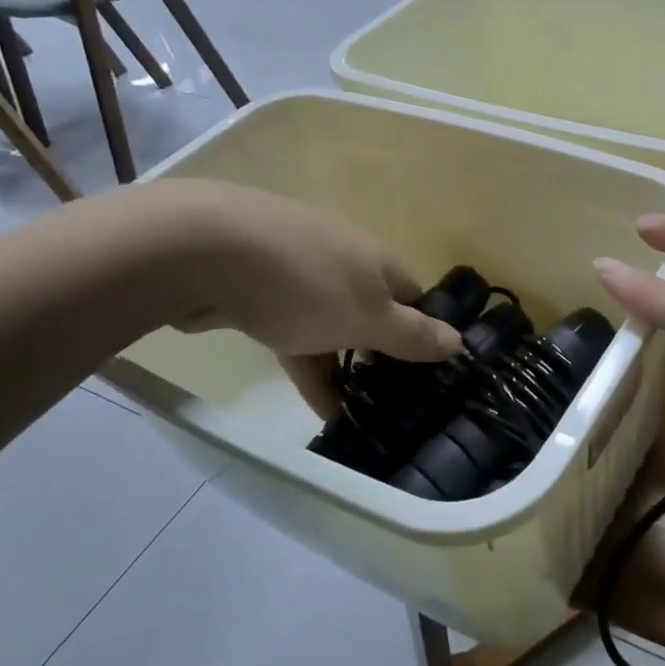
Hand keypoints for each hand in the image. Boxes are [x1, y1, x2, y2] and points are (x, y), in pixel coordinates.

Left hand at [143, 181, 461, 415]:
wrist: (205, 251)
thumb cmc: (304, 285)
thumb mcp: (368, 317)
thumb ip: (412, 334)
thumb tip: (459, 341)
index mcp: (377, 261)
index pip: (415, 298)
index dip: (425, 334)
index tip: (430, 378)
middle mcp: (344, 260)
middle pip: (373, 312)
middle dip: (382, 355)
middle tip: (393, 404)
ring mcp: (297, 273)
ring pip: (332, 326)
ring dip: (344, 366)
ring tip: (357, 414)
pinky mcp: (257, 291)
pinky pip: (294, 333)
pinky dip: (307, 363)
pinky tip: (315, 403)